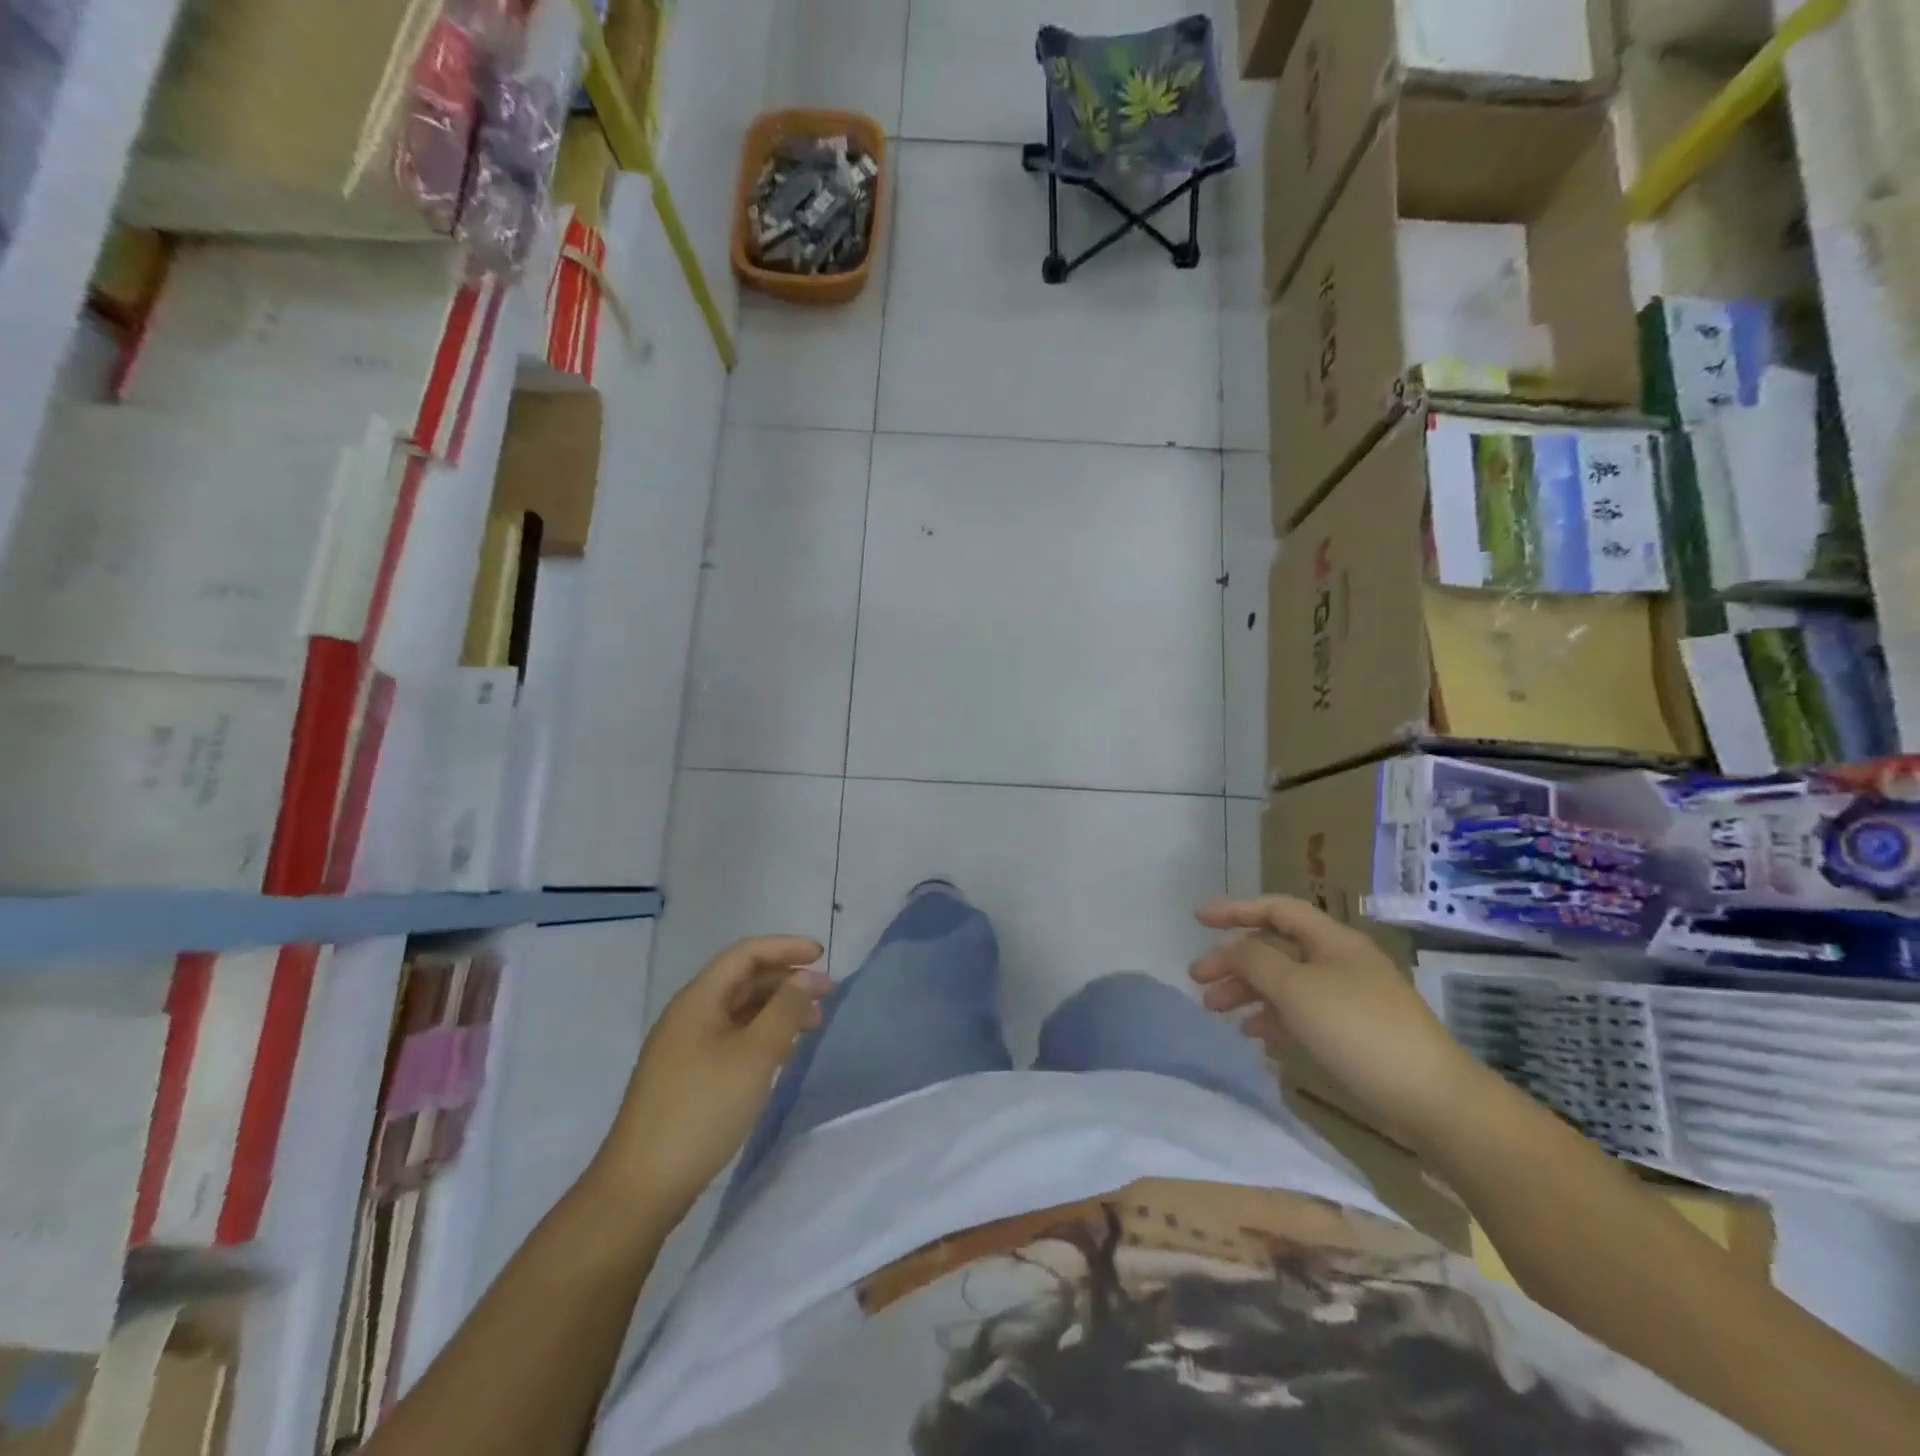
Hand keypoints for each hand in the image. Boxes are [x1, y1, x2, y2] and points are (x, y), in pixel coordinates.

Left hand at [593, 936, 829, 1216]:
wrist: (641, 1186)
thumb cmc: (702, 1109)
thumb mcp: (755, 1055)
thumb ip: (785, 1010)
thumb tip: (806, 978)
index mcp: (698, 1000)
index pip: (745, 954)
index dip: (785, 948)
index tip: (822, 956)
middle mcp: (688, 1015)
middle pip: (742, 980)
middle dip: (786, 981)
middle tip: (826, 996)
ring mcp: (684, 1048)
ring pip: (738, 1011)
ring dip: (776, 1010)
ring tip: (812, 1025)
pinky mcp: (686, 1077)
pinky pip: (731, 1038)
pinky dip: (761, 1036)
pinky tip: (783, 1054)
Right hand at [1190, 897, 1480, 1146]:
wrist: (1433, 1098)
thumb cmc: (1358, 1030)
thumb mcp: (1297, 989)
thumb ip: (1255, 960)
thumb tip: (1231, 946)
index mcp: (1331, 940)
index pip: (1276, 909)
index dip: (1235, 909)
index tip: (1198, 919)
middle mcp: (1339, 961)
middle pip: (1276, 948)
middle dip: (1234, 961)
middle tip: (1198, 980)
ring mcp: (1348, 997)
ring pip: (1285, 983)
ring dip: (1248, 992)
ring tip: (1217, 1012)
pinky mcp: (1353, 1032)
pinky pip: (1302, 1013)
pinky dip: (1275, 1019)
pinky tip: (1257, 1038)